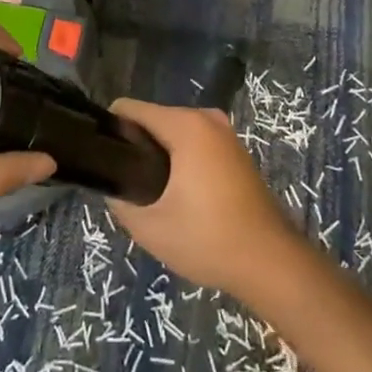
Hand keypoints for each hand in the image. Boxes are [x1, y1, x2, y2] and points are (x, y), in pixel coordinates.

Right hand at [106, 99, 314, 302]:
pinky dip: (182, 160)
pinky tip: (178, 195)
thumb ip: (120, 201)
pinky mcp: (236, 151)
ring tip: (148, 193)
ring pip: (175, 133)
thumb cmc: (208, 239)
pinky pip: (195, 143)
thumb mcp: (150, 227)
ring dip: (159, 155)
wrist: (270, 261)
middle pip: (154, 119)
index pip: (131, 109)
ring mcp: (226, 134)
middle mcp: (207, 119)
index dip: (110, 129)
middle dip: (135, 145)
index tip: (101, 158)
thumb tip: (110, 186)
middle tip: (125, 184)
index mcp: (186, 125)